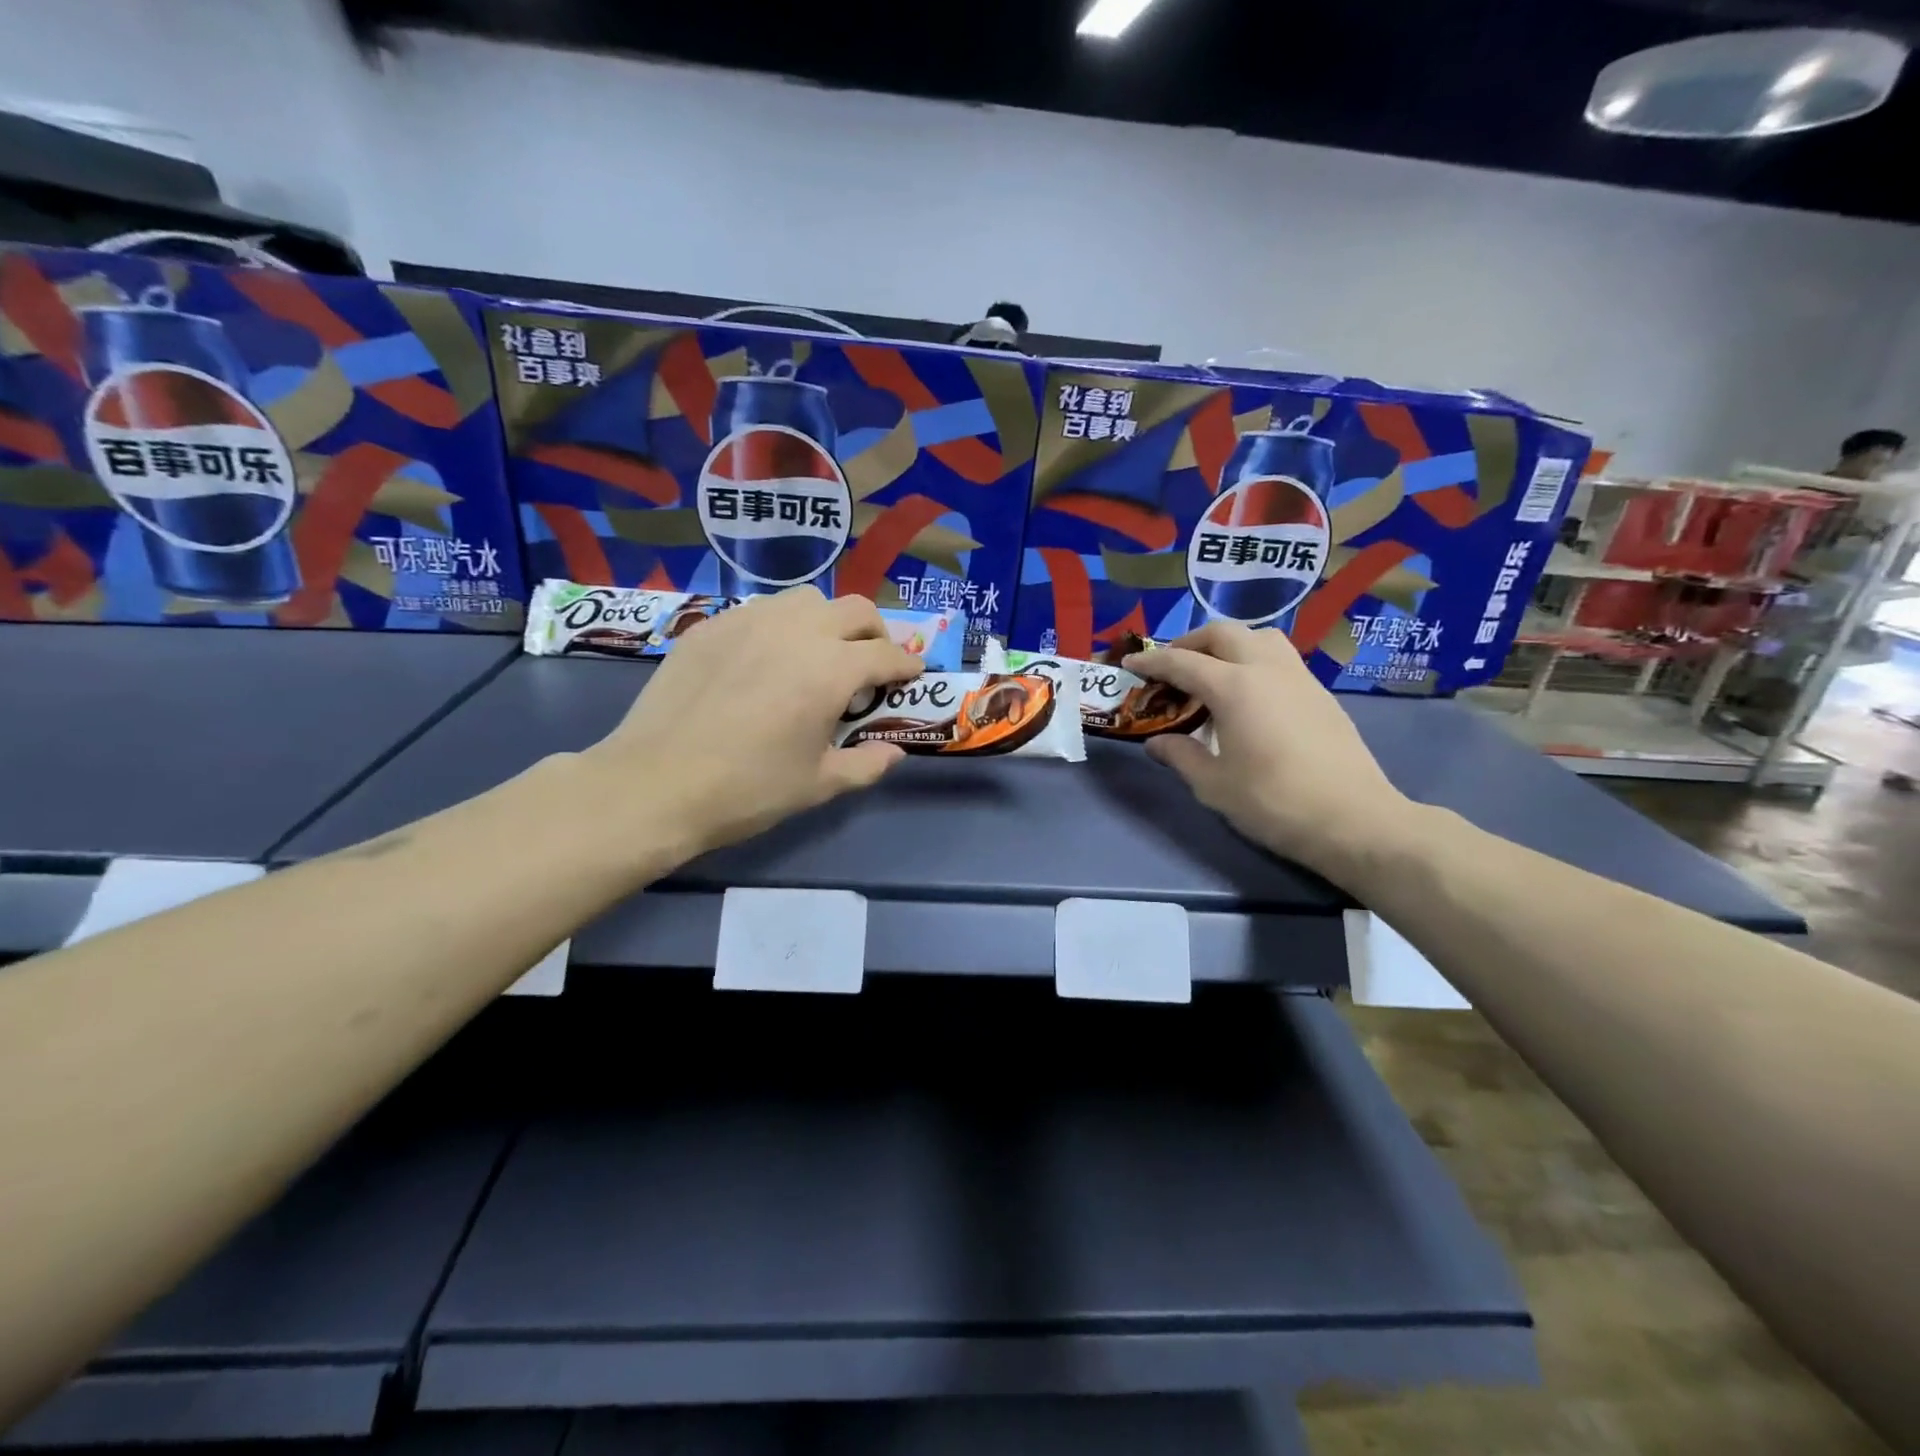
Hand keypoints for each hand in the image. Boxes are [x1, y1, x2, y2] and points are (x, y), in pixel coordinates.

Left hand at [583, 588, 921, 860]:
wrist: (656, 783)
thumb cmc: (747, 789)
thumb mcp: (817, 785)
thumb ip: (865, 764)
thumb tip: (894, 753)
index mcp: (831, 670)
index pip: (886, 655)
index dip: (907, 666)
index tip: (911, 676)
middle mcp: (797, 631)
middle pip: (855, 610)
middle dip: (875, 633)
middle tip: (871, 663)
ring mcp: (750, 621)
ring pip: (806, 600)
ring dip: (827, 622)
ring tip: (818, 655)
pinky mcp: (712, 625)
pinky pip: (761, 611)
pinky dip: (781, 627)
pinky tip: (766, 660)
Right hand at [1126, 622, 1414, 881]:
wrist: (1354, 820)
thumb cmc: (1274, 802)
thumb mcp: (1214, 785)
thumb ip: (1180, 756)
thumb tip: (1157, 742)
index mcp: (1234, 687)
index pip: (1182, 662)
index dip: (1151, 661)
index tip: (1129, 664)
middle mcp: (1267, 669)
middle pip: (1222, 633)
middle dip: (1190, 643)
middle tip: (1171, 668)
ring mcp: (1299, 678)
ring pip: (1259, 637)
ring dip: (1228, 645)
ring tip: (1212, 674)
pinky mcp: (1321, 694)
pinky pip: (1280, 659)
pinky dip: (1253, 662)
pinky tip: (1248, 697)